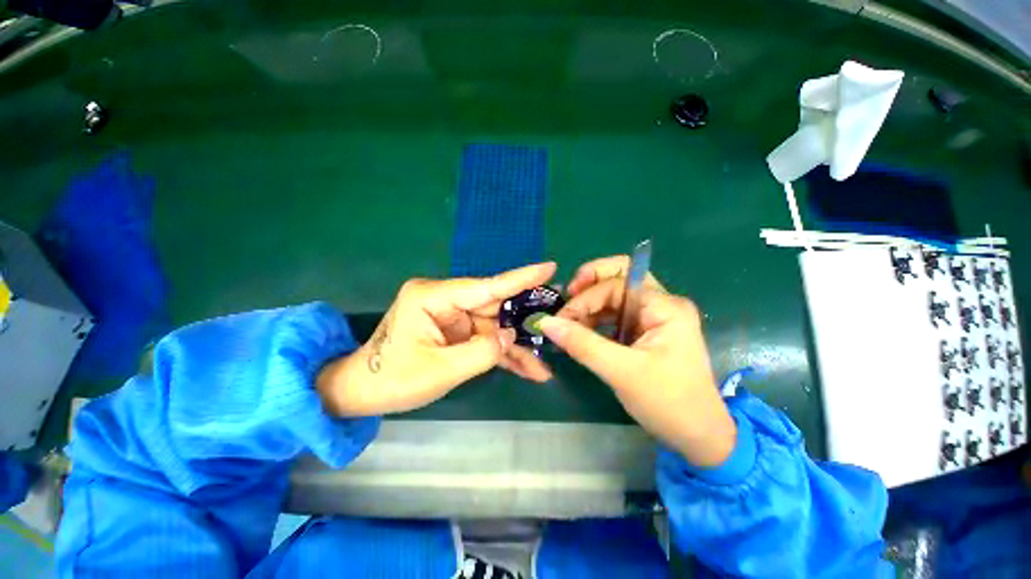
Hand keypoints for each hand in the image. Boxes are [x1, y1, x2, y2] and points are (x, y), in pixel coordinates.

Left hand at [317, 263, 555, 416]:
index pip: (486, 286)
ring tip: (542, 366)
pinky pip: (485, 339)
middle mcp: (446, 299)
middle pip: (495, 308)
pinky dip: (502, 354)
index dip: (520, 278)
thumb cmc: (392, 380)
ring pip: (494, 327)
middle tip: (557, 324)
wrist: (362, 392)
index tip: (549, 268)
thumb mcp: (440, 370)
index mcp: (434, 296)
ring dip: (515, 348)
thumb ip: (482, 352)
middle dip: (524, 322)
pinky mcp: (456, 331)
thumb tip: (512, 337)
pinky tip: (525, 369)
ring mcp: (453, 316)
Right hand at [540, 256, 735, 467]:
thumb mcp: (621, 372)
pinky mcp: (645, 331)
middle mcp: (660, 304)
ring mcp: (653, 317)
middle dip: (588, 286)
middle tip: (565, 302)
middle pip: (618, 277)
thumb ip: (582, 344)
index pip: (616, 283)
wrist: (698, 436)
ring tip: (568, 323)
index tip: (562, 319)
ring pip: (613, 296)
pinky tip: (580, 331)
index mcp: (664, 306)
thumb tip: (545, 322)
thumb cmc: (668, 402)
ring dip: (588, 304)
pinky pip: (615, 314)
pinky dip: (595, 319)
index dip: (585, 297)